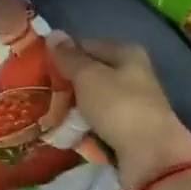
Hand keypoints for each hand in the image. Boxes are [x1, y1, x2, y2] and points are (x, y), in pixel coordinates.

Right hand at [49, 37, 190, 189]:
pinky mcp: (127, 129)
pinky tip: (67, 133)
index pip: (86, 45)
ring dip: (72, 109)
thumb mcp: (88, 76)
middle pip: (90, 74)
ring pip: (92, 100)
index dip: (63, 55)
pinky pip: (98, 123)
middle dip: (66, 85)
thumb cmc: (119, 106)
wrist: (151, 155)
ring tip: (49, 117)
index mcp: (126, 53)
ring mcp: (130, 103)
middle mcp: (131, 74)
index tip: (39, 69)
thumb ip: (69, 57)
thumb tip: (54, 34)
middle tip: (40, 95)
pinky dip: (84, 127)